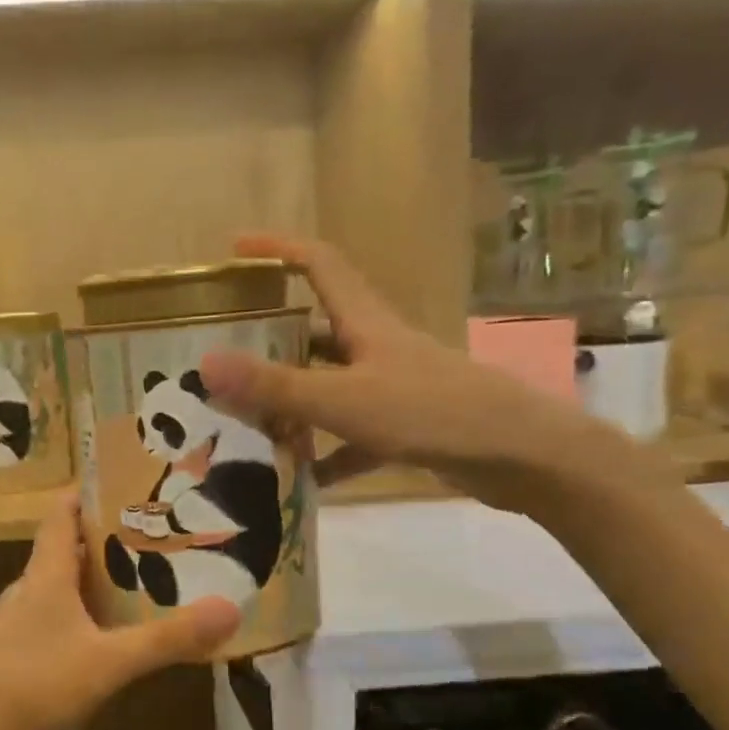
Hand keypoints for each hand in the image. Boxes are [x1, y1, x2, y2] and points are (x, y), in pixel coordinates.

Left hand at [0, 494, 240, 729]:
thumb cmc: (30, 683)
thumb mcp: (106, 663)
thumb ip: (165, 640)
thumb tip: (229, 608)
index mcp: (46, 574)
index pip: (60, 513)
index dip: (85, 493)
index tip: (121, 483)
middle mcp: (27, 587)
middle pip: (62, 548)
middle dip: (102, 540)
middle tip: (149, 539)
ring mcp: (11, 621)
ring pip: (55, 586)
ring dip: (89, 580)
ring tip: (131, 585)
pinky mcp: (5, 651)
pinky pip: (47, 617)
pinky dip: (74, 614)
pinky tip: (94, 640)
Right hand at [197, 234, 639, 513]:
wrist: (524, 456)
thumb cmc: (433, 412)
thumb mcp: (344, 399)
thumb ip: (275, 386)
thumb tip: (204, 364)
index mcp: (365, 322)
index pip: (318, 263)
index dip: (277, 249)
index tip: (235, 249)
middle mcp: (376, 346)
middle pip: (315, 328)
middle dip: (270, 337)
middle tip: (223, 354)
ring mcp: (392, 387)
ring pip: (329, 386)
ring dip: (292, 402)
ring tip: (244, 421)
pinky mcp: (406, 427)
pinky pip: (352, 438)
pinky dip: (327, 455)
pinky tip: (299, 480)